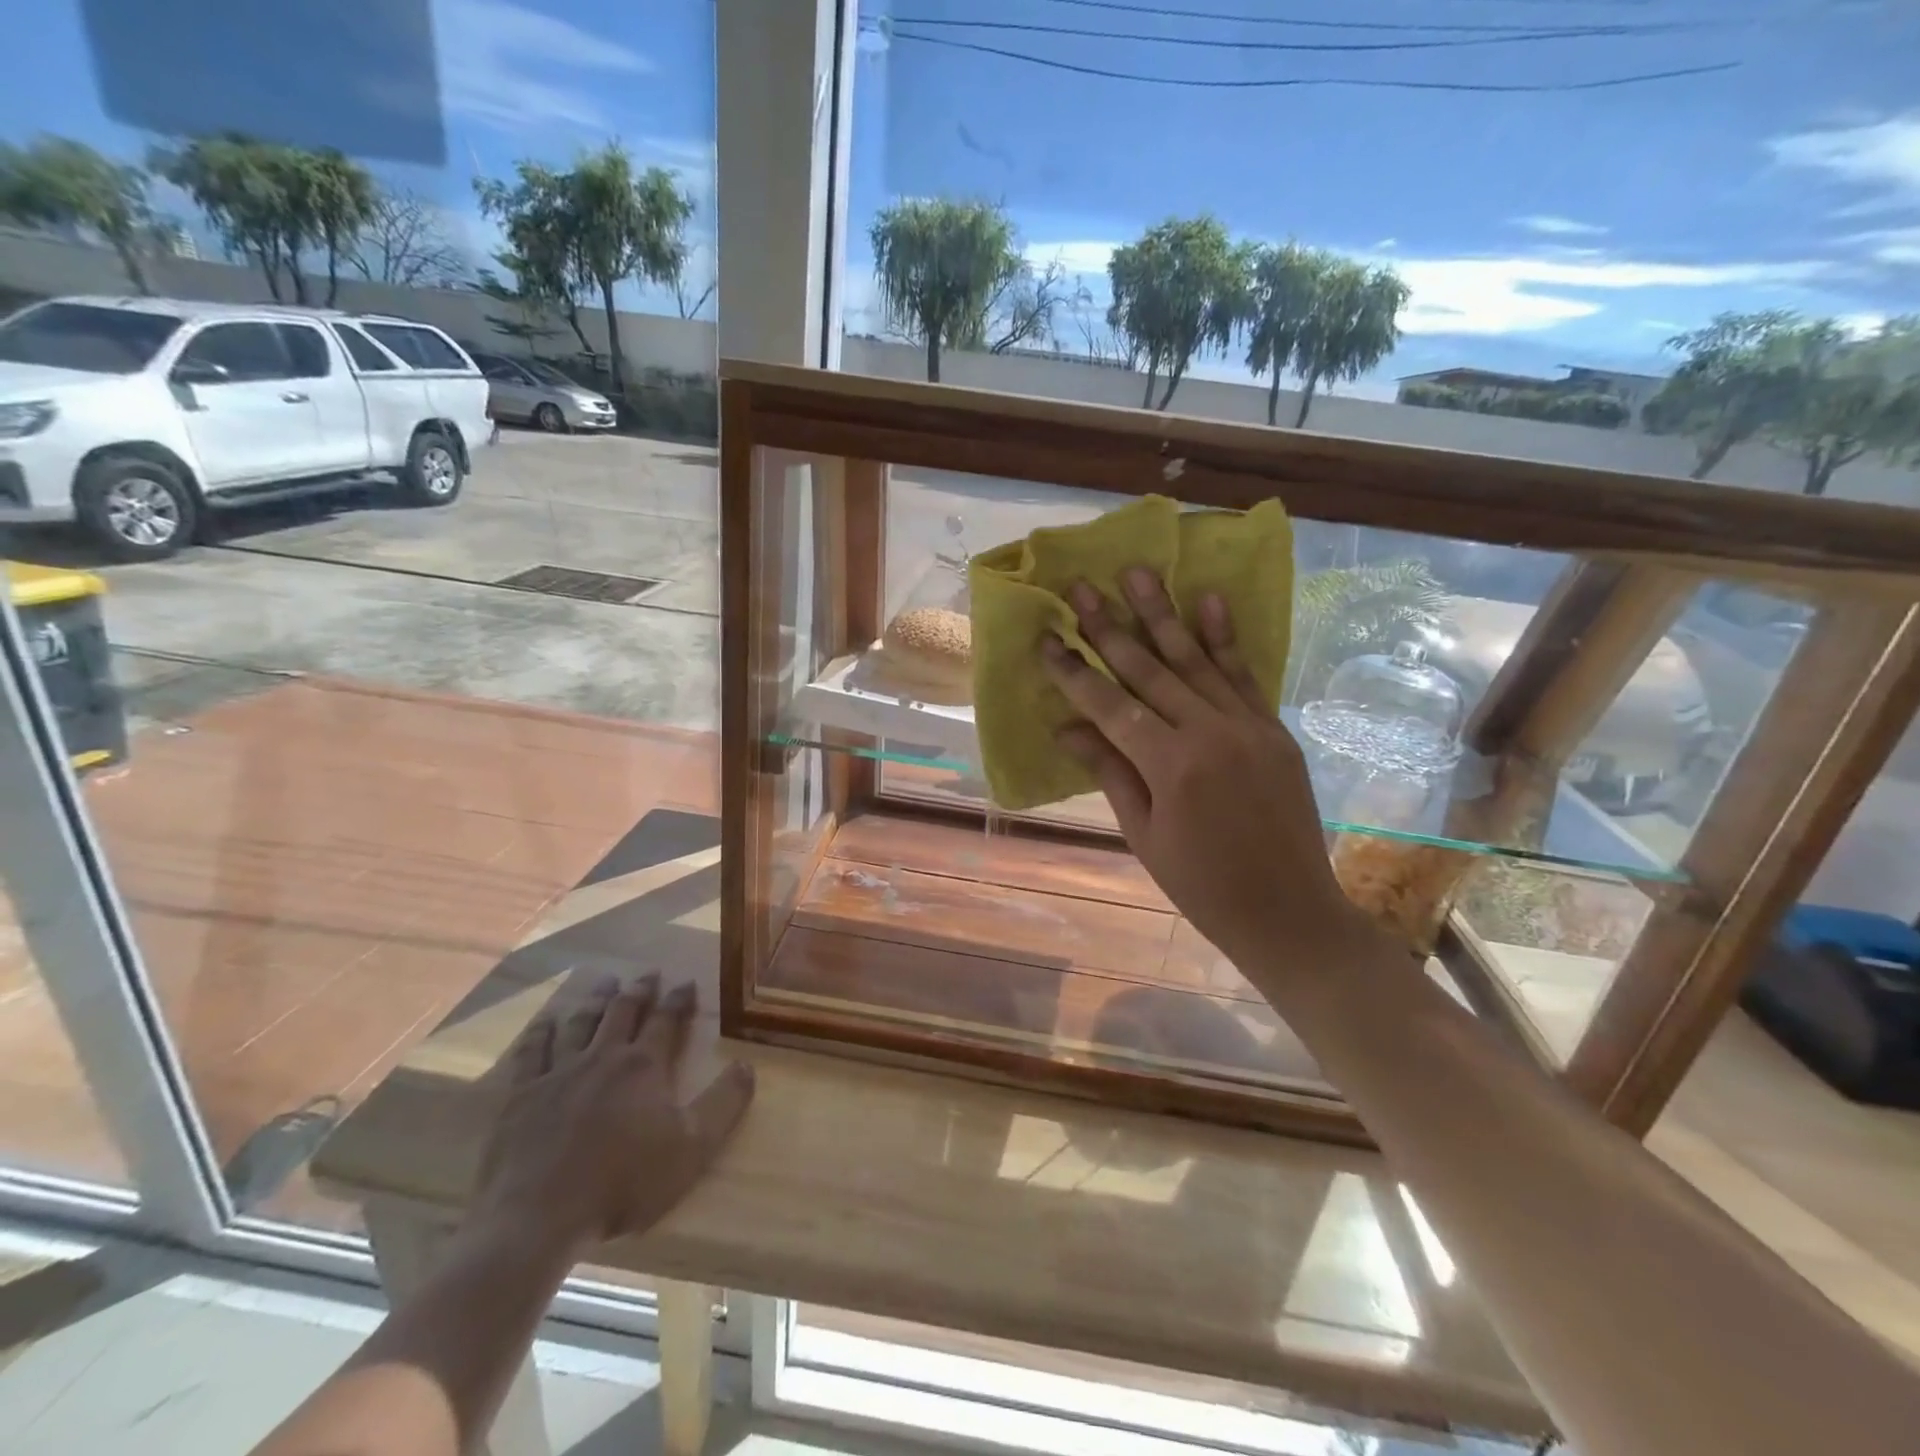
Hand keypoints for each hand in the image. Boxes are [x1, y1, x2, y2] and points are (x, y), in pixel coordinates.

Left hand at [468, 975, 753, 1257]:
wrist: (538, 1218)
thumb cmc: (623, 1183)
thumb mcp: (692, 1147)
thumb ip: (724, 1104)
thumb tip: (747, 1064)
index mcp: (644, 1066)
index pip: (666, 1020)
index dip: (678, 999)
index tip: (687, 981)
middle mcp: (603, 1057)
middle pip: (623, 1012)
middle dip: (639, 990)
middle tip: (648, 973)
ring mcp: (558, 1073)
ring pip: (581, 1023)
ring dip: (595, 1000)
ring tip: (605, 982)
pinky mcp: (521, 1096)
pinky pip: (532, 1053)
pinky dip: (541, 1033)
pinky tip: (547, 1022)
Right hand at [1045, 568, 1384, 981]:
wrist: (1290, 912)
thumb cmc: (1203, 885)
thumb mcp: (1144, 835)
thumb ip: (1111, 772)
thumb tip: (1067, 727)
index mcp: (1171, 766)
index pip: (1110, 706)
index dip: (1074, 672)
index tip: (1047, 639)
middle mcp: (1210, 733)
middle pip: (1149, 670)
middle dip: (1110, 627)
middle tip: (1082, 587)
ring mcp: (1248, 726)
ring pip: (1195, 660)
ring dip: (1163, 614)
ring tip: (1137, 572)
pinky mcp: (1273, 729)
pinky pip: (1244, 675)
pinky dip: (1224, 638)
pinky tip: (1208, 600)